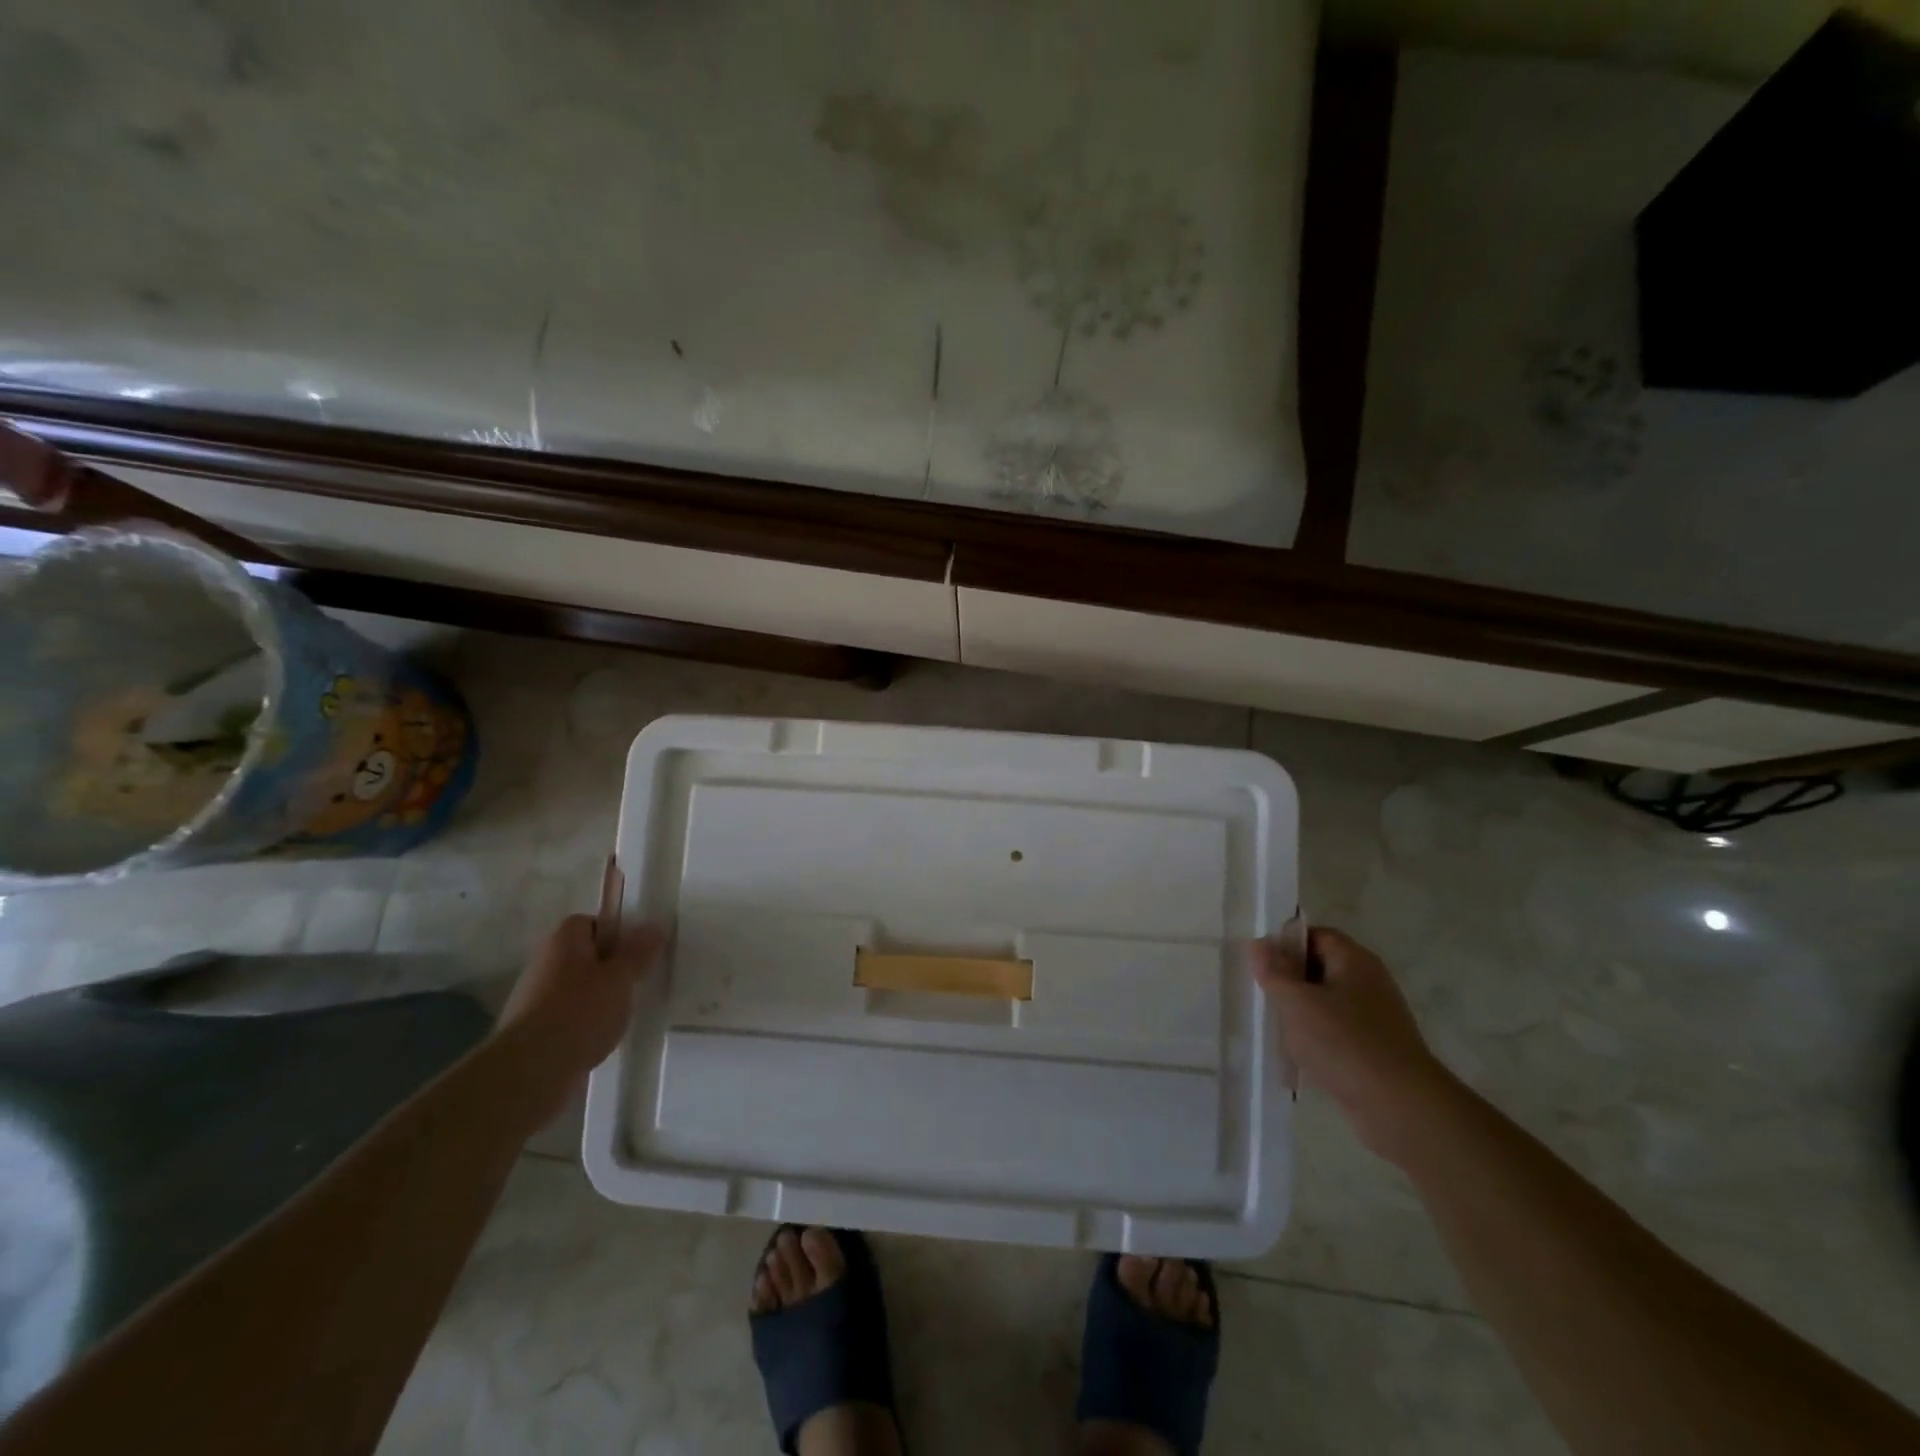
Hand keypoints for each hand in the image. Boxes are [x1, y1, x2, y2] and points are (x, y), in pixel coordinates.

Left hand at [497, 915, 667, 1126]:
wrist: (530, 1072)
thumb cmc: (580, 1012)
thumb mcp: (621, 978)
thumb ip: (639, 952)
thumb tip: (654, 926)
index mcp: (563, 941)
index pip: (590, 922)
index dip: (615, 933)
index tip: (636, 953)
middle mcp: (544, 963)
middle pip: (584, 956)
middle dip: (609, 968)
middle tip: (634, 983)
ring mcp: (534, 999)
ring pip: (576, 988)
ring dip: (597, 998)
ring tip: (620, 1015)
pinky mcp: (532, 1031)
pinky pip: (567, 1016)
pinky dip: (584, 1024)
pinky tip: (600, 1038)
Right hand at [1252, 926, 1455, 1161]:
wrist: (1401, 1108)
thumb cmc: (1344, 1043)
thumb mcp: (1297, 1002)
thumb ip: (1274, 971)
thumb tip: (1259, 943)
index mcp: (1355, 961)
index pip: (1316, 935)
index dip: (1285, 944)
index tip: (1260, 964)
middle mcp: (1369, 983)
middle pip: (1320, 968)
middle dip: (1290, 980)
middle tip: (1263, 995)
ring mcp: (1375, 1018)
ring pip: (1327, 1003)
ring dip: (1301, 1013)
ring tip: (1276, 1028)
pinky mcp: (1375, 1050)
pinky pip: (1337, 1032)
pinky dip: (1317, 1039)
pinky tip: (1299, 1056)